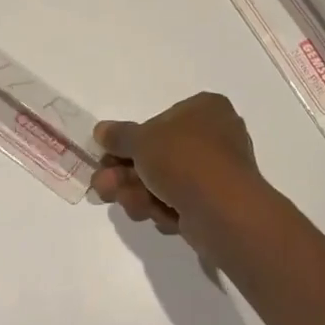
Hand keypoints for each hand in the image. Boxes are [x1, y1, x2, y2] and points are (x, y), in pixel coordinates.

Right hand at [91, 93, 263, 260]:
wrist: (222, 210)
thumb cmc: (183, 159)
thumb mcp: (141, 140)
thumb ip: (119, 136)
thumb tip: (102, 130)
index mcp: (205, 109)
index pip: (161, 121)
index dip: (131, 140)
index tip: (107, 155)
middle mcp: (215, 137)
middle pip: (158, 155)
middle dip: (126, 174)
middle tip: (103, 185)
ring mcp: (216, 173)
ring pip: (164, 183)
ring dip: (138, 193)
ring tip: (127, 202)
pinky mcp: (215, 205)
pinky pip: (179, 204)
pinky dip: (163, 209)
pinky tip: (156, 215)